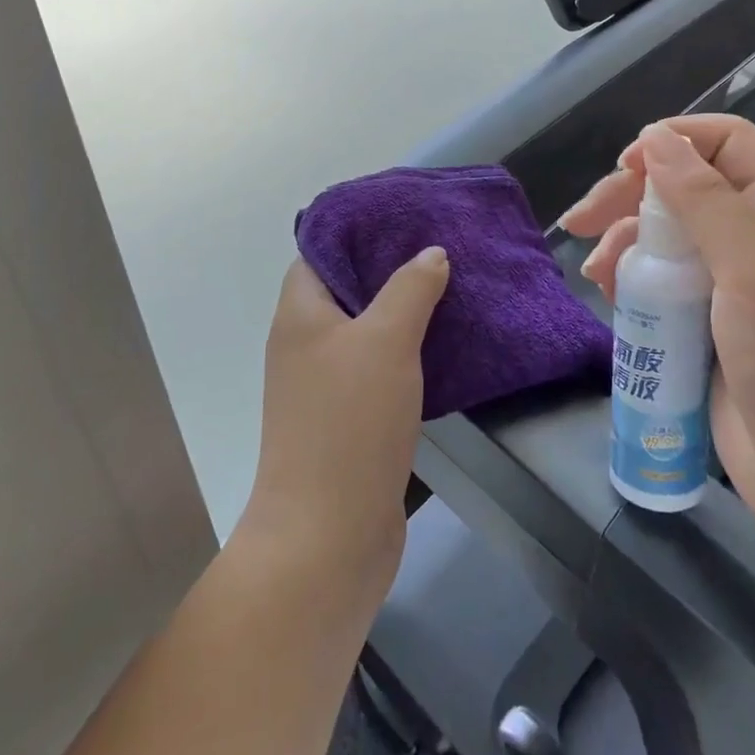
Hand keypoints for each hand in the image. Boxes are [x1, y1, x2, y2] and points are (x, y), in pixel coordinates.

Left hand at [240, 252, 448, 599]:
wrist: (329, 538)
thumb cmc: (350, 423)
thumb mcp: (385, 340)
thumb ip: (410, 288)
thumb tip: (431, 253)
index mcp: (300, 315)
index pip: (320, 252)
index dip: (357, 230)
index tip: (404, 216)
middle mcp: (307, 344)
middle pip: (348, 289)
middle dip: (392, 268)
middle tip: (441, 247)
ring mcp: (327, 385)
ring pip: (369, 330)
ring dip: (406, 310)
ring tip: (454, 285)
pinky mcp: (352, 419)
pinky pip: (382, 367)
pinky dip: (411, 351)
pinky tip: (449, 343)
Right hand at [563, 117, 754, 547]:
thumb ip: (704, 199)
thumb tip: (654, 138)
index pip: (727, 142)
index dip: (674, 142)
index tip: (626, 167)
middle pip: (684, 186)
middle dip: (630, 196)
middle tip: (582, 221)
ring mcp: (731, 281)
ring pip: (665, 234)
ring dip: (623, 242)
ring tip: (596, 273)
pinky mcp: (706, 321)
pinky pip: (660, 281)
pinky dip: (631, 280)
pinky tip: (609, 294)